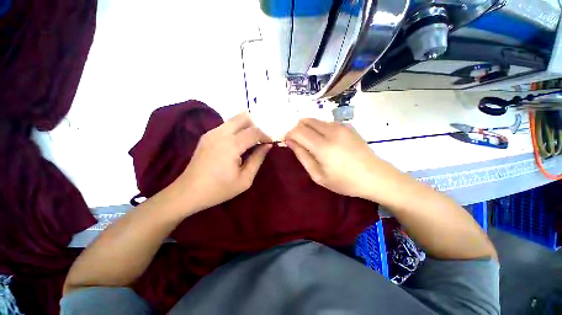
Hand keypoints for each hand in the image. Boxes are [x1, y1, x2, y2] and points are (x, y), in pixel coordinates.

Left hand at [176, 112, 271, 212]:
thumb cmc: (219, 189)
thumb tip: (267, 146)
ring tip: (250, 141)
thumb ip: (258, 159)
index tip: (270, 143)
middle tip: (259, 139)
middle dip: (255, 125)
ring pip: (234, 119)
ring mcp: (211, 133)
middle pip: (243, 117)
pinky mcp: (206, 136)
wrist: (188, 192)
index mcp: (231, 146)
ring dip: (245, 127)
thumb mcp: (245, 179)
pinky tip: (237, 144)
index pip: (254, 132)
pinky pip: (226, 126)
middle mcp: (220, 134)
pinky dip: (236, 130)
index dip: (265, 136)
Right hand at [285, 118, 402, 200]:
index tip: (288, 142)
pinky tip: (326, 140)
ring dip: (308, 128)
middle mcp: (331, 131)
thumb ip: (302, 156)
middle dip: (297, 129)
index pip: (298, 131)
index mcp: (323, 147)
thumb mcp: (318, 175)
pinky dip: (320, 128)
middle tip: (299, 142)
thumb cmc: (345, 181)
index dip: (289, 134)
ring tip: (312, 143)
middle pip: (306, 121)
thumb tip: (290, 142)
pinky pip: (326, 122)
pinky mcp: (348, 126)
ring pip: (316, 120)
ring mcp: (341, 126)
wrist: (376, 176)